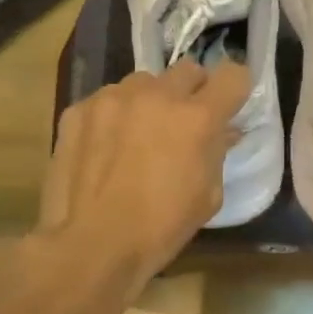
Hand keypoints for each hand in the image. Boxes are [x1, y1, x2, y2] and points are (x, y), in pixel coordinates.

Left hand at [37, 60, 251, 292]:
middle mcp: (157, 95)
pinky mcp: (79, 108)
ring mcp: (113, 97)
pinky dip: (113, 116)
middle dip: (192, 92)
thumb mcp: (208, 197)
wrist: (93, 244)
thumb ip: (218, 153)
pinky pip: (107, 100)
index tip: (227, 107)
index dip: (233, 90)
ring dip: (149, 102)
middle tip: (182, 124)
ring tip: (137, 136)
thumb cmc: (161, 228)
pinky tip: (104, 148)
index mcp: (197, 118)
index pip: (233, 75)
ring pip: (143, 82)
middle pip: (187, 70)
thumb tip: (224, 131)